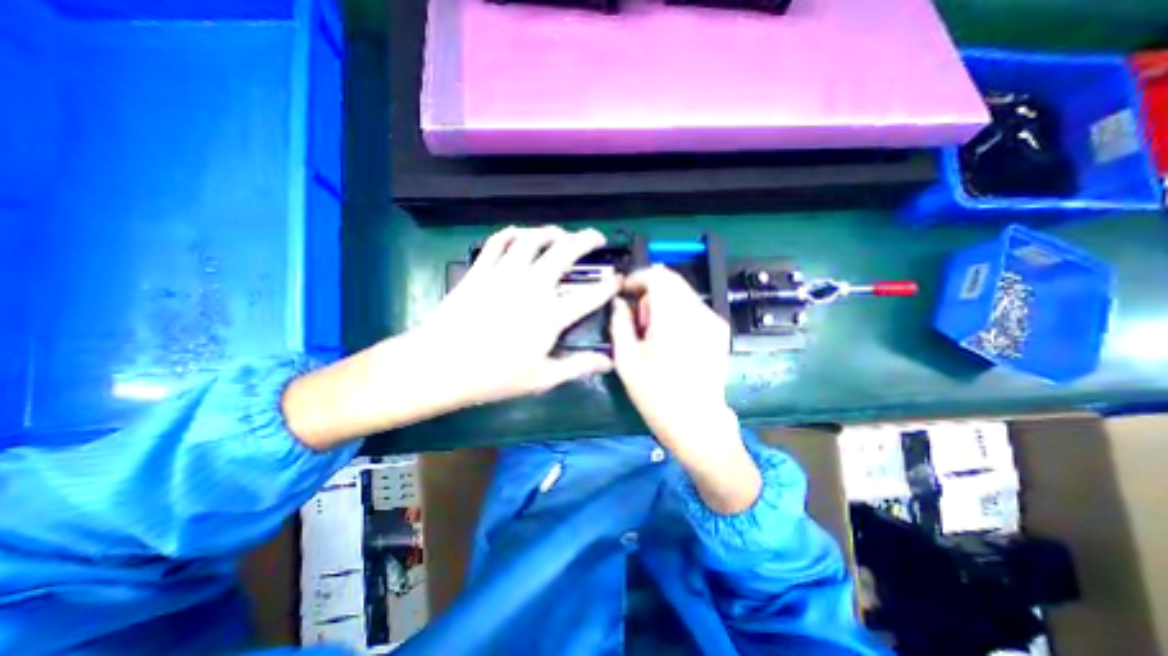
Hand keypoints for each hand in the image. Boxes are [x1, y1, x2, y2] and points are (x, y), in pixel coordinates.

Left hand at [285, 225, 613, 450]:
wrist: (439, 366)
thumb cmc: (493, 377)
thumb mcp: (541, 379)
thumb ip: (578, 366)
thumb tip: (609, 362)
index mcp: (550, 316)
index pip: (591, 295)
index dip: (609, 285)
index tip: (617, 279)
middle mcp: (532, 287)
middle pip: (565, 252)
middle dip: (586, 240)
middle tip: (596, 237)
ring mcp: (504, 274)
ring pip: (533, 239)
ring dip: (552, 232)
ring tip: (561, 234)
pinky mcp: (481, 270)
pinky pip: (499, 242)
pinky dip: (513, 233)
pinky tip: (521, 235)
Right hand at [608, 267, 763, 511]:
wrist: (697, 423)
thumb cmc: (656, 394)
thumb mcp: (626, 359)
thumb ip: (620, 323)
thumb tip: (619, 302)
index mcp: (673, 317)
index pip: (657, 275)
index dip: (637, 277)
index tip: (625, 291)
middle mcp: (698, 311)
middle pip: (671, 280)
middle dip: (649, 291)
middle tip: (637, 320)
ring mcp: (713, 320)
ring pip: (682, 293)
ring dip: (663, 302)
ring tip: (653, 333)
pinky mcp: (719, 330)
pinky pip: (693, 307)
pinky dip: (677, 312)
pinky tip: (671, 339)